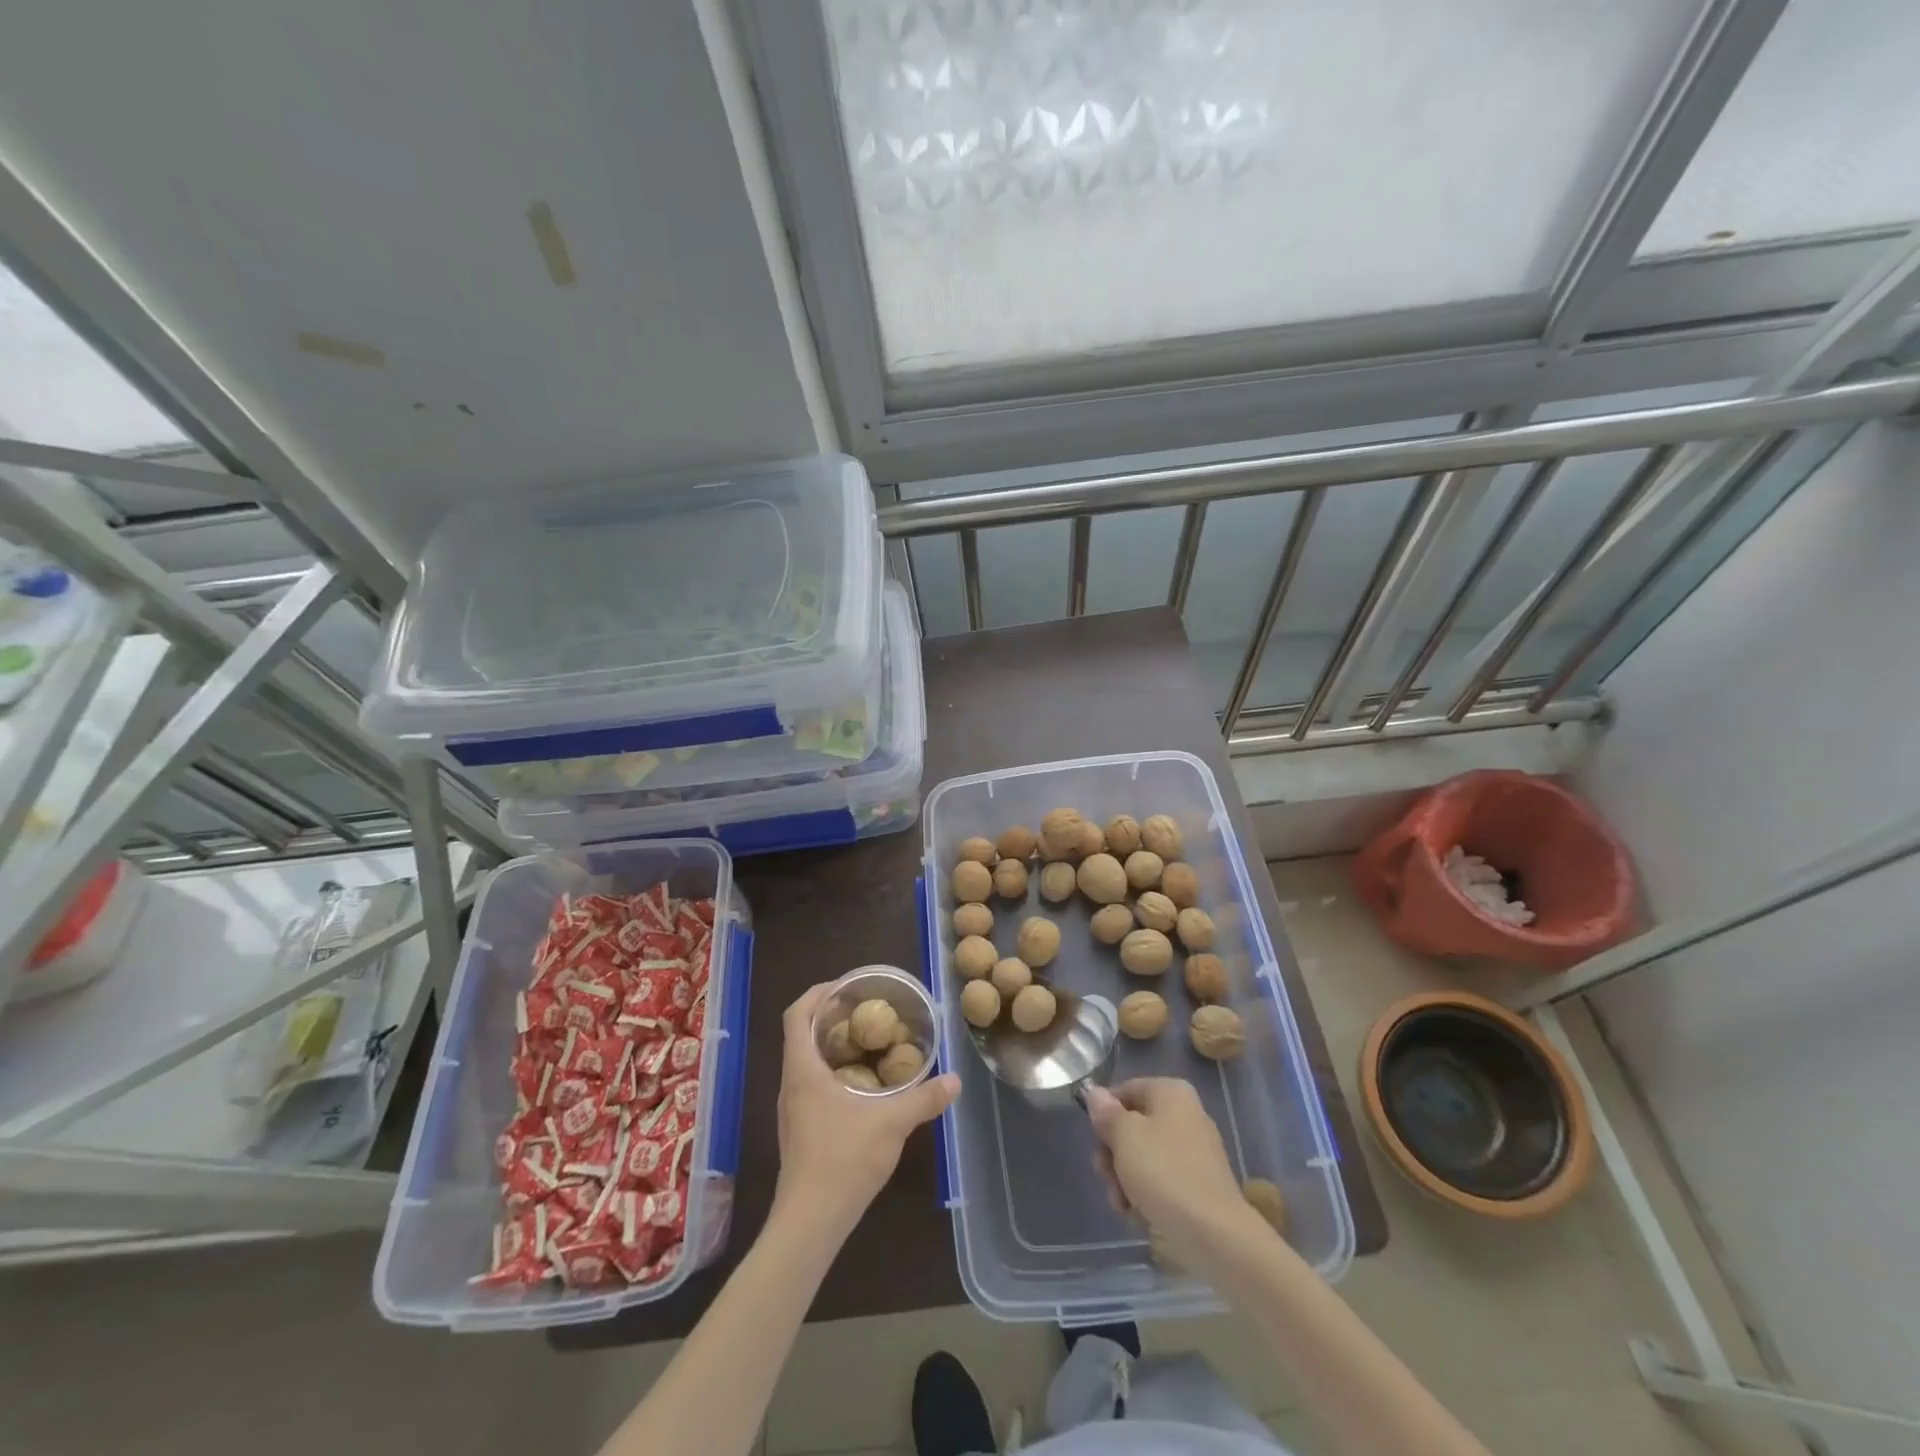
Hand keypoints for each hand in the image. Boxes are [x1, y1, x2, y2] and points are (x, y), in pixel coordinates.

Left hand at [772, 983, 959, 1237]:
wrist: (809, 1222)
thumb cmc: (843, 1160)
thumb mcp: (891, 1124)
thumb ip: (924, 1099)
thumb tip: (954, 1080)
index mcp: (803, 1070)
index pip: (796, 1015)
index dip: (816, 993)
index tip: (845, 986)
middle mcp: (791, 1084)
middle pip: (800, 1034)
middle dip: (830, 1017)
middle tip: (865, 1010)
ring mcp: (792, 1109)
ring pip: (806, 1061)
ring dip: (831, 1045)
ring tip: (867, 1042)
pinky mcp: (799, 1130)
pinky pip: (811, 1084)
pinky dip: (832, 1071)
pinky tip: (862, 1085)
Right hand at [1084, 1078, 1265, 1266]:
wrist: (1214, 1234)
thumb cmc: (1164, 1172)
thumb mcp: (1124, 1135)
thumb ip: (1106, 1112)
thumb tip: (1096, 1094)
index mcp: (1171, 1093)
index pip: (1124, 1091)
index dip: (1104, 1114)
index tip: (1095, 1139)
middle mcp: (1185, 1115)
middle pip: (1132, 1127)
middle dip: (1112, 1154)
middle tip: (1106, 1175)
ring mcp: (1193, 1153)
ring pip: (1143, 1158)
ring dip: (1124, 1180)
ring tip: (1122, 1203)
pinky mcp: (1197, 1186)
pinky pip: (1160, 1182)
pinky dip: (1145, 1196)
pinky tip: (1138, 1215)